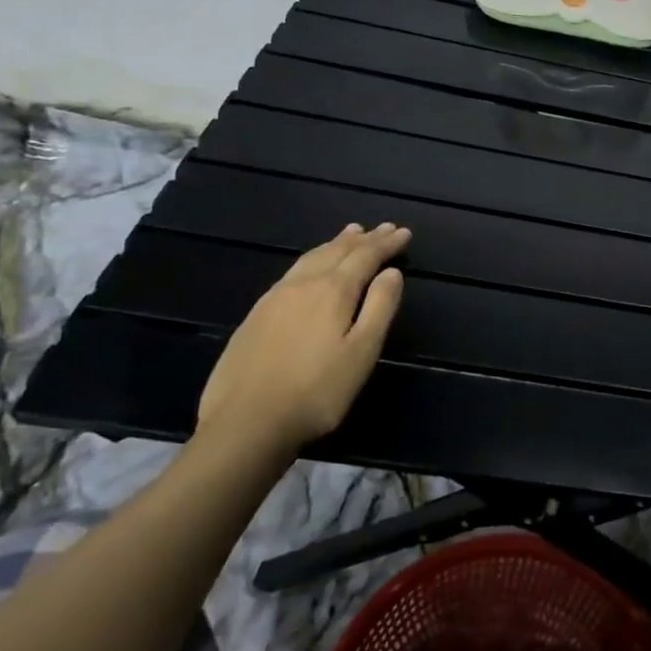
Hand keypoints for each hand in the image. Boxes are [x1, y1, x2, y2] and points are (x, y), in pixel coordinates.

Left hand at [195, 223, 410, 462]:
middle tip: (384, 227)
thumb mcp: (362, 352)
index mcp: (332, 291)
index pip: (365, 257)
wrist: (246, 423)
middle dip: (364, 238)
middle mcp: (302, 285)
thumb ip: (379, 308)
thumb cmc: (317, 391)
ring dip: (335, 244)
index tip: (404, 232)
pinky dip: (312, 259)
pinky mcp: (255, 316)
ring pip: (310, 258)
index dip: (386, 243)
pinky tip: (311, 266)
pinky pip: (292, 272)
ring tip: (350, 233)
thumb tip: (392, 273)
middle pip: (337, 251)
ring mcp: (274, 298)